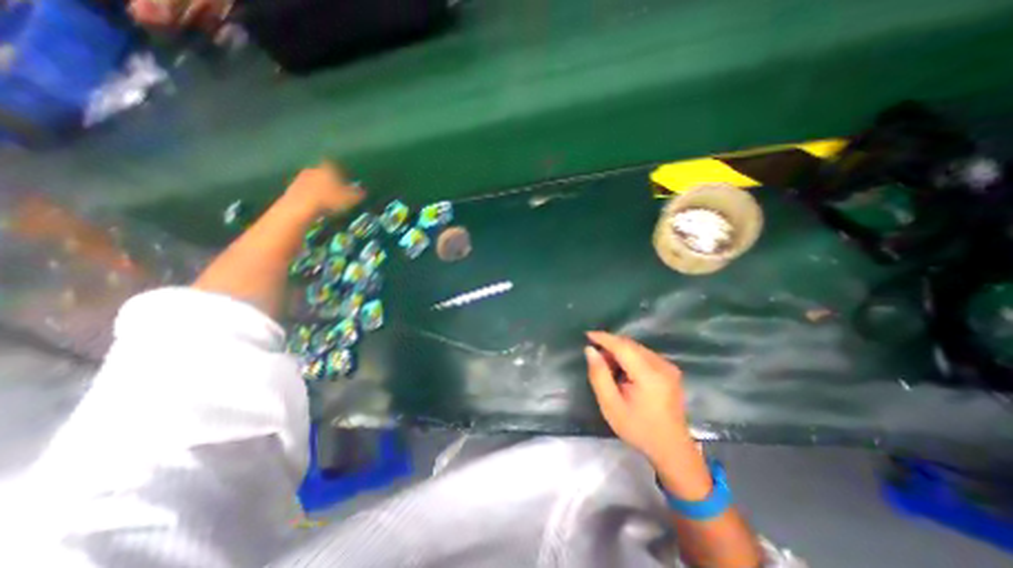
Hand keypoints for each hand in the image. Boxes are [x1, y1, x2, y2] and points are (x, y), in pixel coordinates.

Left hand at [283, 163, 366, 219]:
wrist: (300, 206)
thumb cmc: (329, 200)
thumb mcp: (350, 199)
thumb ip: (358, 194)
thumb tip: (363, 190)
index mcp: (328, 169)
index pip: (335, 165)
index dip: (340, 171)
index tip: (345, 178)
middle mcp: (313, 169)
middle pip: (323, 172)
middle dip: (329, 179)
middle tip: (336, 189)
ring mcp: (301, 177)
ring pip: (313, 180)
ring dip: (319, 187)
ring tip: (326, 198)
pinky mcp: (291, 187)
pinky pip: (304, 189)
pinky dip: (310, 194)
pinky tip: (315, 203)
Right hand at [587, 330, 696, 467]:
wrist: (671, 449)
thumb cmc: (638, 429)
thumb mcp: (611, 405)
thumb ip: (599, 375)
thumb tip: (590, 351)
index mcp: (649, 375)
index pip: (623, 347)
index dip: (604, 338)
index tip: (587, 335)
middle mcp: (662, 365)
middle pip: (630, 345)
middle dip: (610, 345)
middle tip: (595, 357)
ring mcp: (669, 367)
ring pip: (637, 348)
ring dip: (619, 351)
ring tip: (608, 367)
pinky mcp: (670, 370)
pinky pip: (644, 354)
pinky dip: (630, 356)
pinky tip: (623, 371)